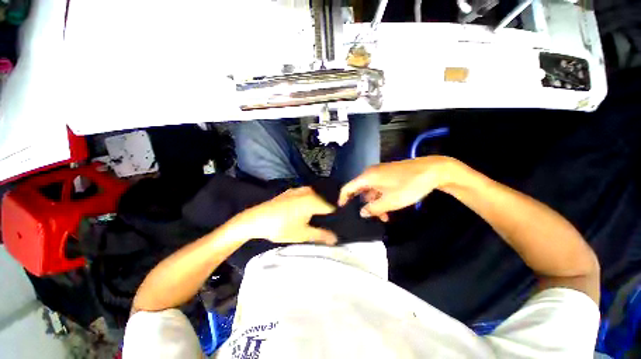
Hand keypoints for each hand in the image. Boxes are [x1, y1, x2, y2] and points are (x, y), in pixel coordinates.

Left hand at [232, 187, 337, 244]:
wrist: (256, 219)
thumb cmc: (281, 227)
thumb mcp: (302, 234)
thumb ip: (321, 235)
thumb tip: (336, 239)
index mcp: (313, 201)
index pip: (331, 206)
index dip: (336, 215)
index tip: (337, 223)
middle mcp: (309, 191)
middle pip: (324, 200)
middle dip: (327, 210)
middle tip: (327, 221)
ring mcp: (299, 189)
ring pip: (316, 196)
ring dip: (319, 204)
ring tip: (318, 216)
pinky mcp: (291, 190)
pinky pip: (307, 194)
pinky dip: (310, 200)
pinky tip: (306, 209)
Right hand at [339, 156, 455, 221]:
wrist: (432, 170)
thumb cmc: (408, 186)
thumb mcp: (390, 201)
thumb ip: (373, 208)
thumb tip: (362, 213)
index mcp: (367, 177)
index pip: (348, 188)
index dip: (343, 199)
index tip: (342, 210)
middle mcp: (371, 173)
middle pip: (360, 190)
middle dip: (364, 205)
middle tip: (369, 218)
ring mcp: (380, 172)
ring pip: (371, 190)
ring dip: (375, 203)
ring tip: (384, 216)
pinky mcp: (389, 174)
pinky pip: (379, 187)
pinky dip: (381, 197)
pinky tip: (389, 206)